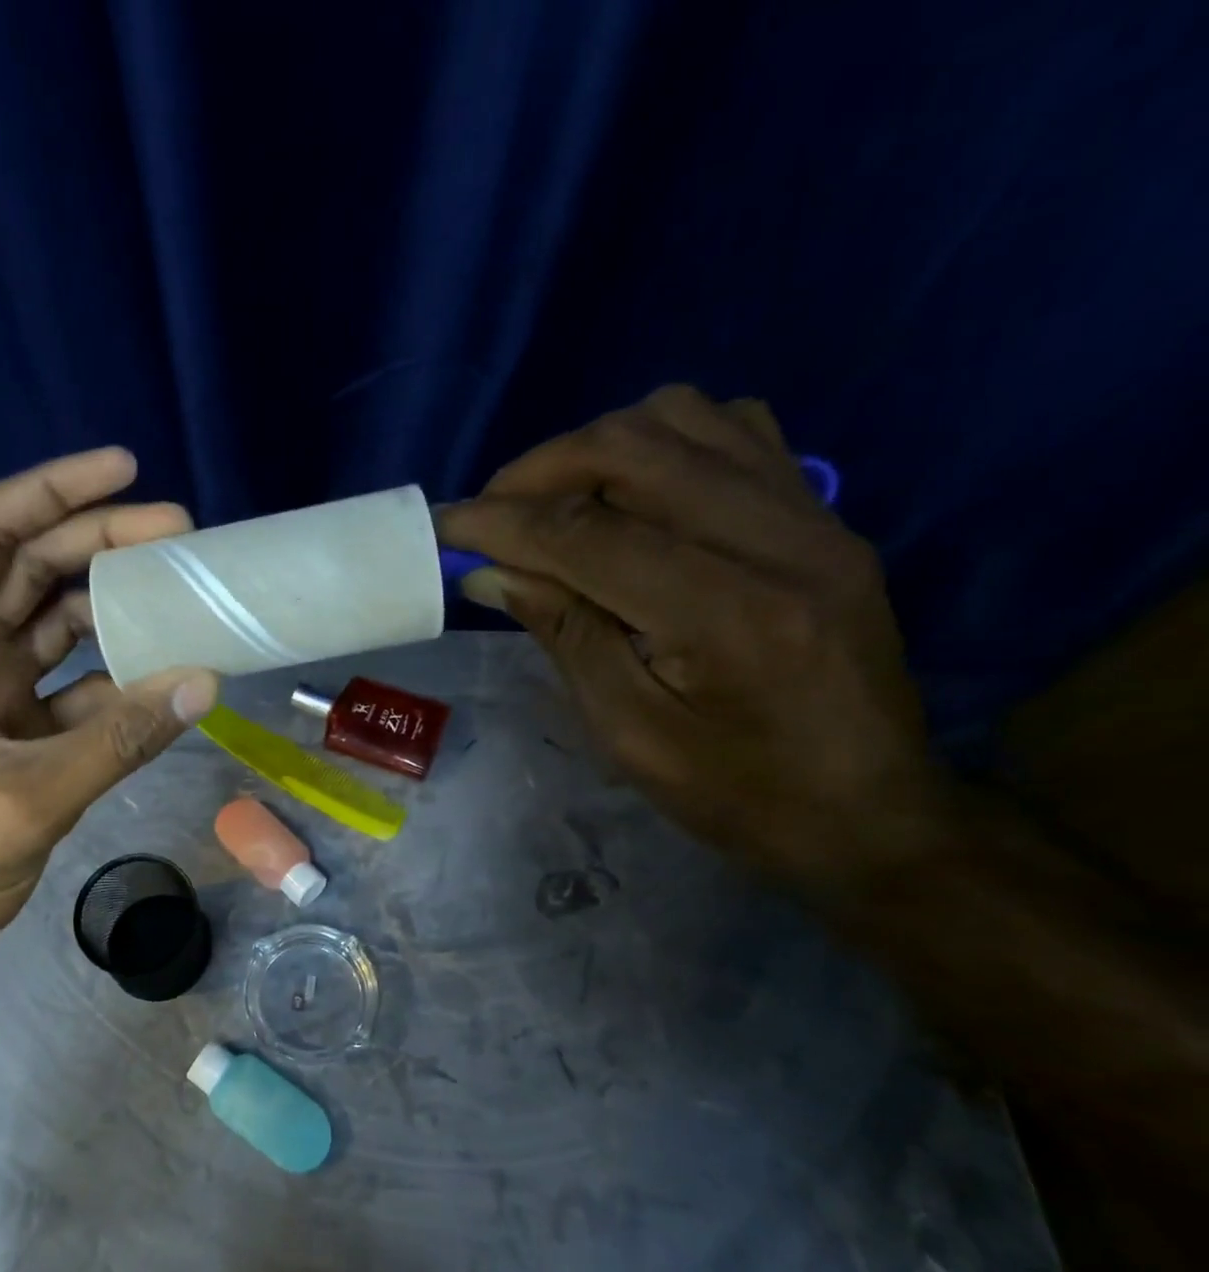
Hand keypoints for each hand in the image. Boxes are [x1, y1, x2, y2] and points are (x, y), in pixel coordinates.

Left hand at [0, 448, 218, 988]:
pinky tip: (164, 675)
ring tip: (180, 589)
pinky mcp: (19, 735)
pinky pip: (78, 687)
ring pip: (58, 626)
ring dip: (114, 605)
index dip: (50, 492)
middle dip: (100, 542)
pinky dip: (119, 678)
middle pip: (31, 570)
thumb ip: (117, 739)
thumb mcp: (26, 797)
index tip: (122, 469)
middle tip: (177, 530)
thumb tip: (203, 681)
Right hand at [439, 385, 949, 893]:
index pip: (588, 534)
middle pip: (634, 448)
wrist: (871, 810)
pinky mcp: (825, 515)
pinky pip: (734, 430)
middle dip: (540, 470)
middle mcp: (779, 540)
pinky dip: (663, 443)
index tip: (444, 524)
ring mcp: (814, 516)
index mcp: (726, 616)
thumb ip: (564, 634)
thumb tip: (492, 569)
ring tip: (555, 503)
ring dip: (597, 448)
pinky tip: (633, 494)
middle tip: (491, 512)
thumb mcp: (629, 734)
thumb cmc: (738, 794)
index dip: (502, 522)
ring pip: (684, 418)